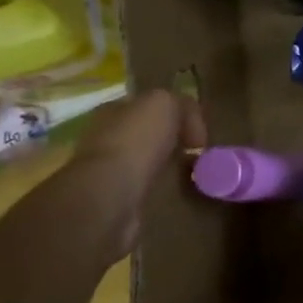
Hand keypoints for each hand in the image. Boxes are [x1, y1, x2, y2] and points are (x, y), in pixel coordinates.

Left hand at [63, 88, 207, 261]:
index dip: (176, 116)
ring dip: (165, 168)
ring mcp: (106, 170)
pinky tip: (174, 193)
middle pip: (146, 134)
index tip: (198, 133)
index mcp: (112, 110)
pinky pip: (143, 188)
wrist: (110, 194)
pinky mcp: (112, 199)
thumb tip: (190, 124)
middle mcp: (104, 137)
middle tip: (196, 154)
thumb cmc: (136, 141)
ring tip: (190, 176)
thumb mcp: (164, 103)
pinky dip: (159, 190)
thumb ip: (179, 104)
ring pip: (144, 162)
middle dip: (171, 142)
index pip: (147, 106)